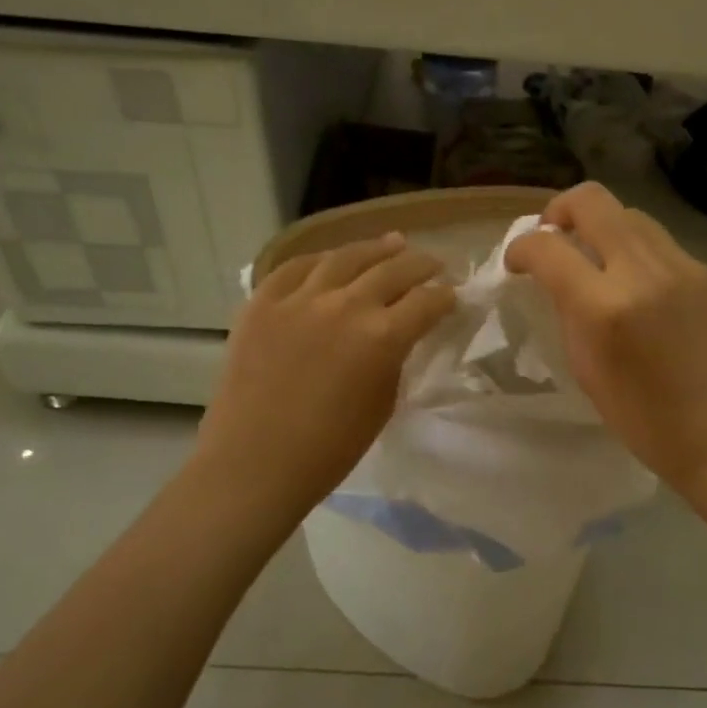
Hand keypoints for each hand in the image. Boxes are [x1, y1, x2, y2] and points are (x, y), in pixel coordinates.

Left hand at [199, 234, 454, 513]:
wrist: (254, 463)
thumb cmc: (329, 449)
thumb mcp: (382, 403)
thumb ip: (394, 359)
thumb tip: (398, 335)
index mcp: (382, 337)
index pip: (426, 302)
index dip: (445, 297)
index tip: (452, 297)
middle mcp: (345, 305)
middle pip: (392, 269)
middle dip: (420, 265)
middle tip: (433, 263)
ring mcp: (299, 298)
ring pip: (345, 257)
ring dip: (375, 249)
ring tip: (392, 244)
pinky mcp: (262, 302)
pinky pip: (296, 267)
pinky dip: (321, 260)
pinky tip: (332, 260)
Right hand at [506, 183, 706, 494]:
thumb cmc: (647, 421)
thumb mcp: (587, 371)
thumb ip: (569, 313)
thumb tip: (558, 278)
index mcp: (606, 308)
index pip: (548, 247)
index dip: (521, 248)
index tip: (517, 262)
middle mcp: (646, 272)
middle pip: (593, 201)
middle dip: (560, 211)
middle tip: (554, 238)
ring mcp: (686, 267)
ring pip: (631, 215)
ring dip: (602, 229)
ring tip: (598, 262)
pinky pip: (663, 245)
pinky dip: (640, 256)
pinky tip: (643, 290)